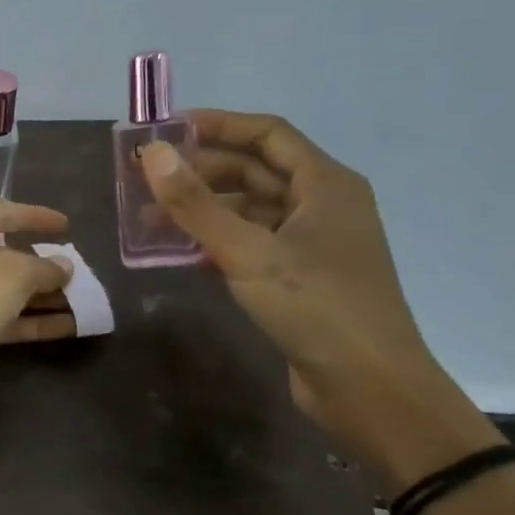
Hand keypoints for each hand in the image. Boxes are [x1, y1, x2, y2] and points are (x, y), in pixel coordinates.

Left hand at [0, 202, 76, 349]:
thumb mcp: (14, 272)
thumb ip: (44, 267)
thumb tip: (63, 266)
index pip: (1, 212)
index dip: (35, 217)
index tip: (67, 226)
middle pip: (2, 255)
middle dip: (40, 264)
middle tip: (74, 271)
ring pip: (4, 290)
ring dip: (41, 296)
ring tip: (82, 301)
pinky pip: (1, 318)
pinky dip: (32, 321)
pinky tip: (70, 326)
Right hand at [139, 111, 488, 479]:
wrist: (369, 389)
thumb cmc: (317, 308)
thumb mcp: (249, 251)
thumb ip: (196, 203)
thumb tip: (152, 153)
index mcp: (325, 185)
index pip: (267, 134)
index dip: (216, 125)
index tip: (165, 130)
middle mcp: (321, 206)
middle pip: (253, 171)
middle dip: (199, 172)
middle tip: (144, 179)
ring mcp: (310, 245)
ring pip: (247, 211)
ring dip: (201, 210)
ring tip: (148, 219)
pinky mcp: (297, 279)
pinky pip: (248, 244)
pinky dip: (213, 242)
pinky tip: (177, 253)